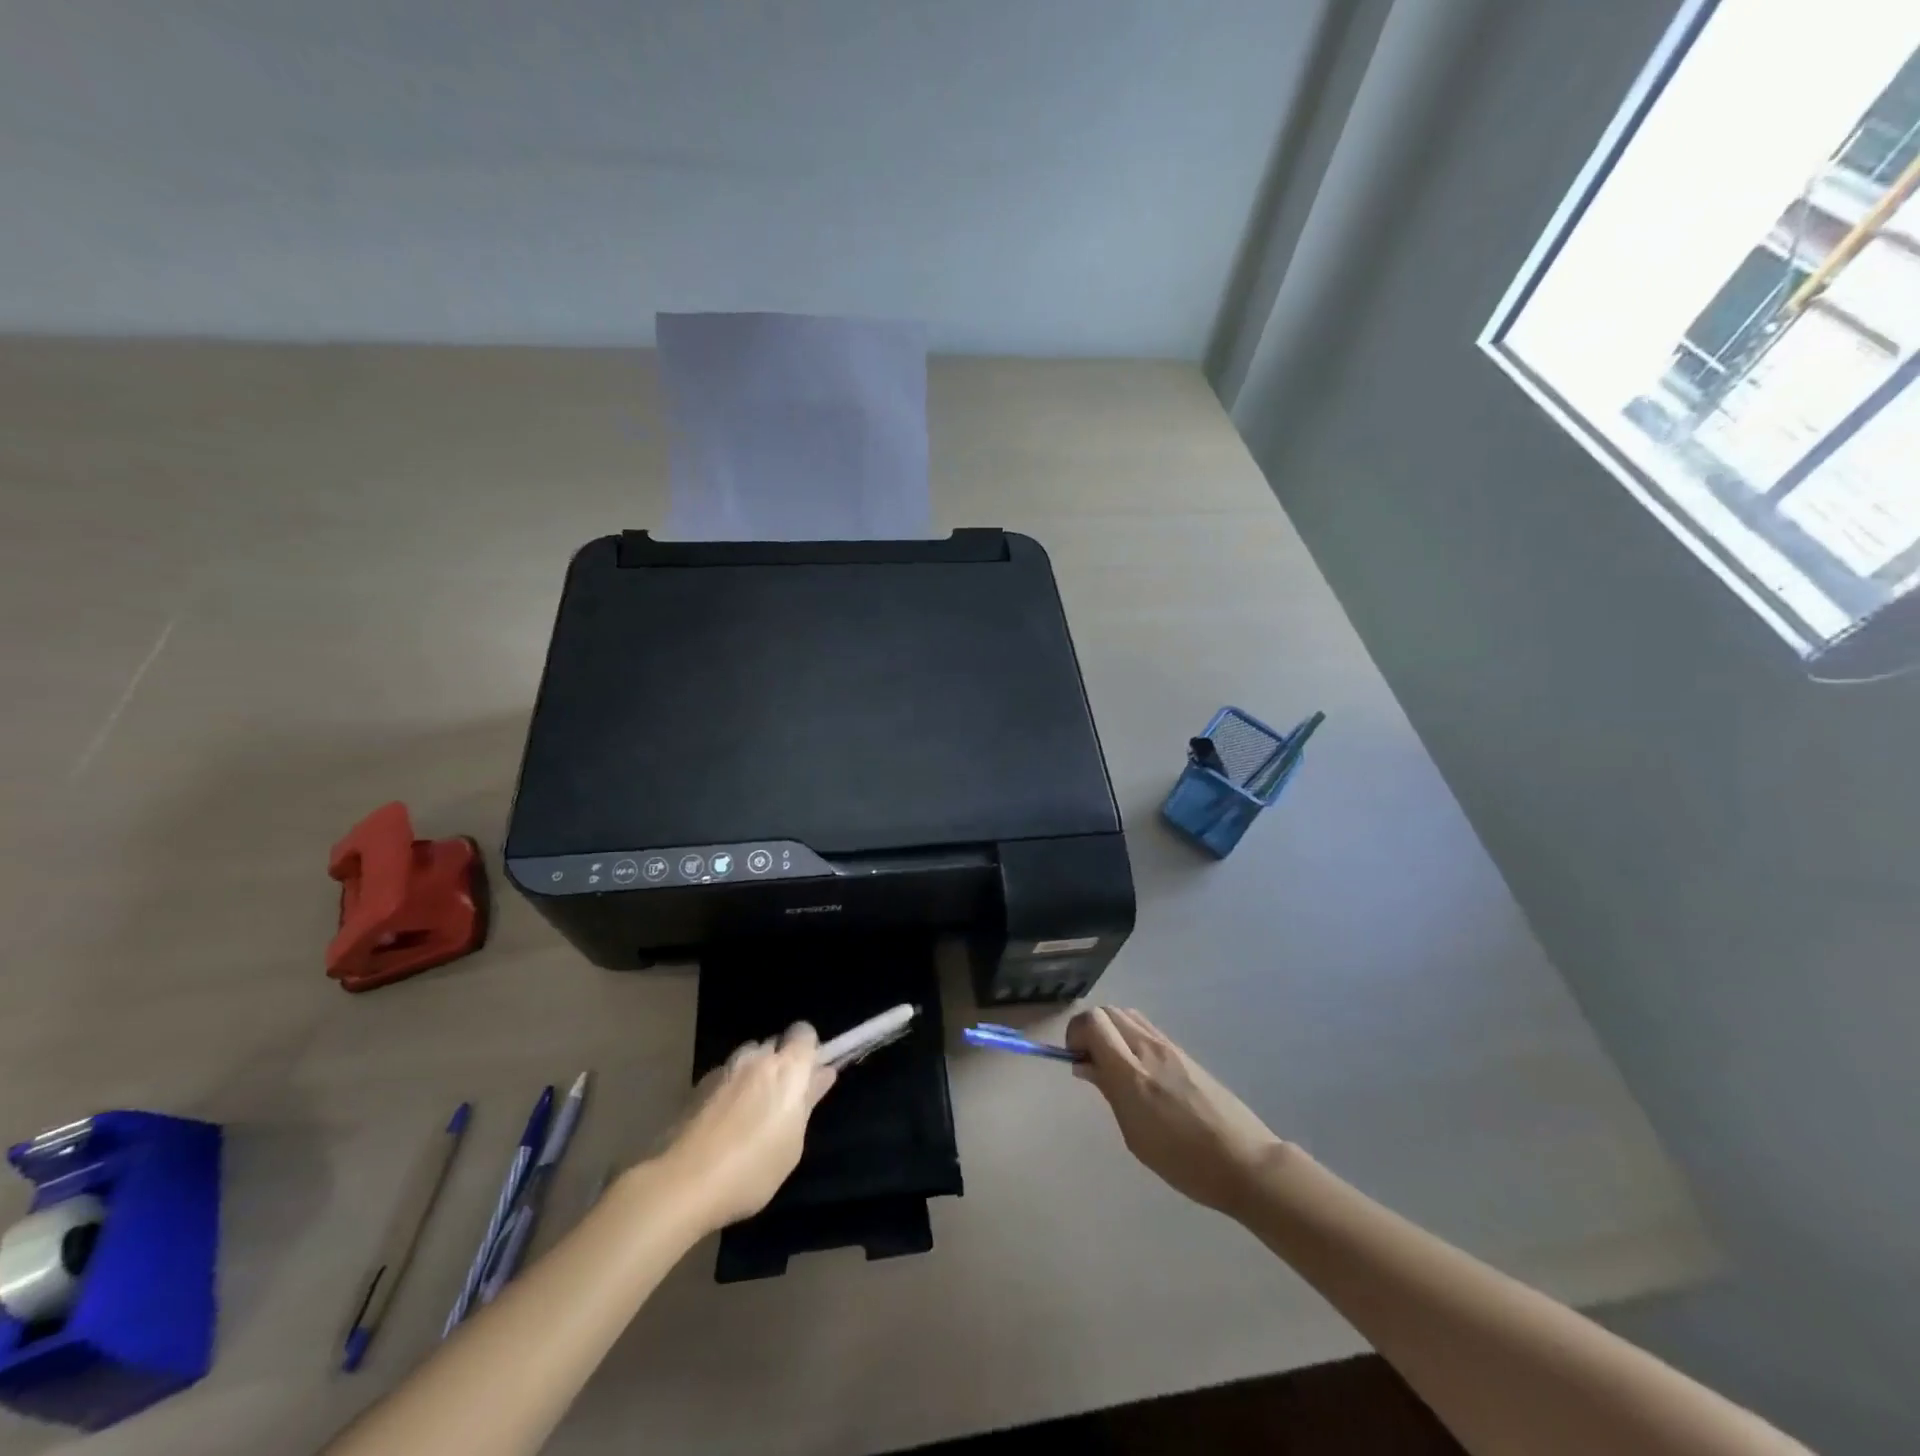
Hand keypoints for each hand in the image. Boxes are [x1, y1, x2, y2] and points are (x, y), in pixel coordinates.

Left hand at [658, 1023, 836, 1230]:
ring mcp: (724, 1069)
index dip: (808, 1050)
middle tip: (779, 1102)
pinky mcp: (697, 1085)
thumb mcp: (793, 1144)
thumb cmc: (752, 1169)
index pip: (804, 1032)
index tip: (808, 1076)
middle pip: (774, 1045)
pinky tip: (721, 1124)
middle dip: (779, 1064)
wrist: (682, 1184)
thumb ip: (808, 1102)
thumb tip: (823, 1074)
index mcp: (788, 1068)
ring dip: (752, 1075)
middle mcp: (756, 1058)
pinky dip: (728, 1091)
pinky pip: (723, 1077)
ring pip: (746, 1059)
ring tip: (747, 1114)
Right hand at [1066, 1007, 1284, 1215]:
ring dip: (1111, 1030)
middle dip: (1090, 1029)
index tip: (1076, 1060)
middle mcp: (1148, 1049)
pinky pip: (1147, 1029)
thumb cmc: (1184, 1161)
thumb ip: (1109, 1092)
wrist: (1244, 1161)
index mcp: (1131, 1072)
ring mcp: (1169, 1047)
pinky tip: (1138, 1070)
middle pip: (1108, 1011)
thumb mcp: (1135, 1135)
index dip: (1075, 1033)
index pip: (1093, 1021)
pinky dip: (1130, 1037)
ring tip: (1113, 1065)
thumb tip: (1085, 1064)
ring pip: (1128, 1015)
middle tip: (1091, 1062)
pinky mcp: (1184, 1052)